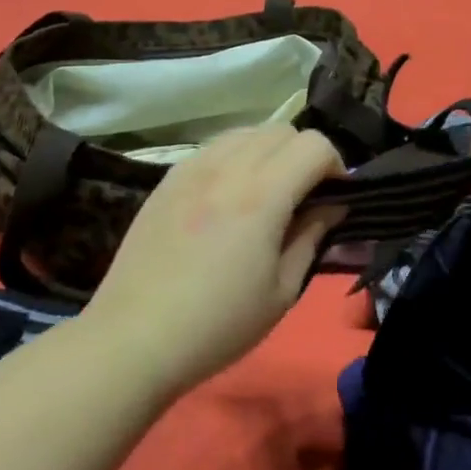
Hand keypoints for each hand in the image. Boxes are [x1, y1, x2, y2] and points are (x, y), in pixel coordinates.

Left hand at [84, 126, 344, 396]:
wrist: (134, 339)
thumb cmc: (218, 325)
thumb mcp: (282, 291)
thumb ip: (312, 237)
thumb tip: (332, 206)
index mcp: (261, 196)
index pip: (314, 145)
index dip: (336, 166)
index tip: (335, 198)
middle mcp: (226, 168)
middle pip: (282, 130)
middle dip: (305, 155)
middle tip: (305, 196)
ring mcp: (191, 169)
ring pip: (246, 132)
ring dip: (269, 152)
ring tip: (267, 192)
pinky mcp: (167, 179)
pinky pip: (213, 148)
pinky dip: (235, 158)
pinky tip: (229, 197)